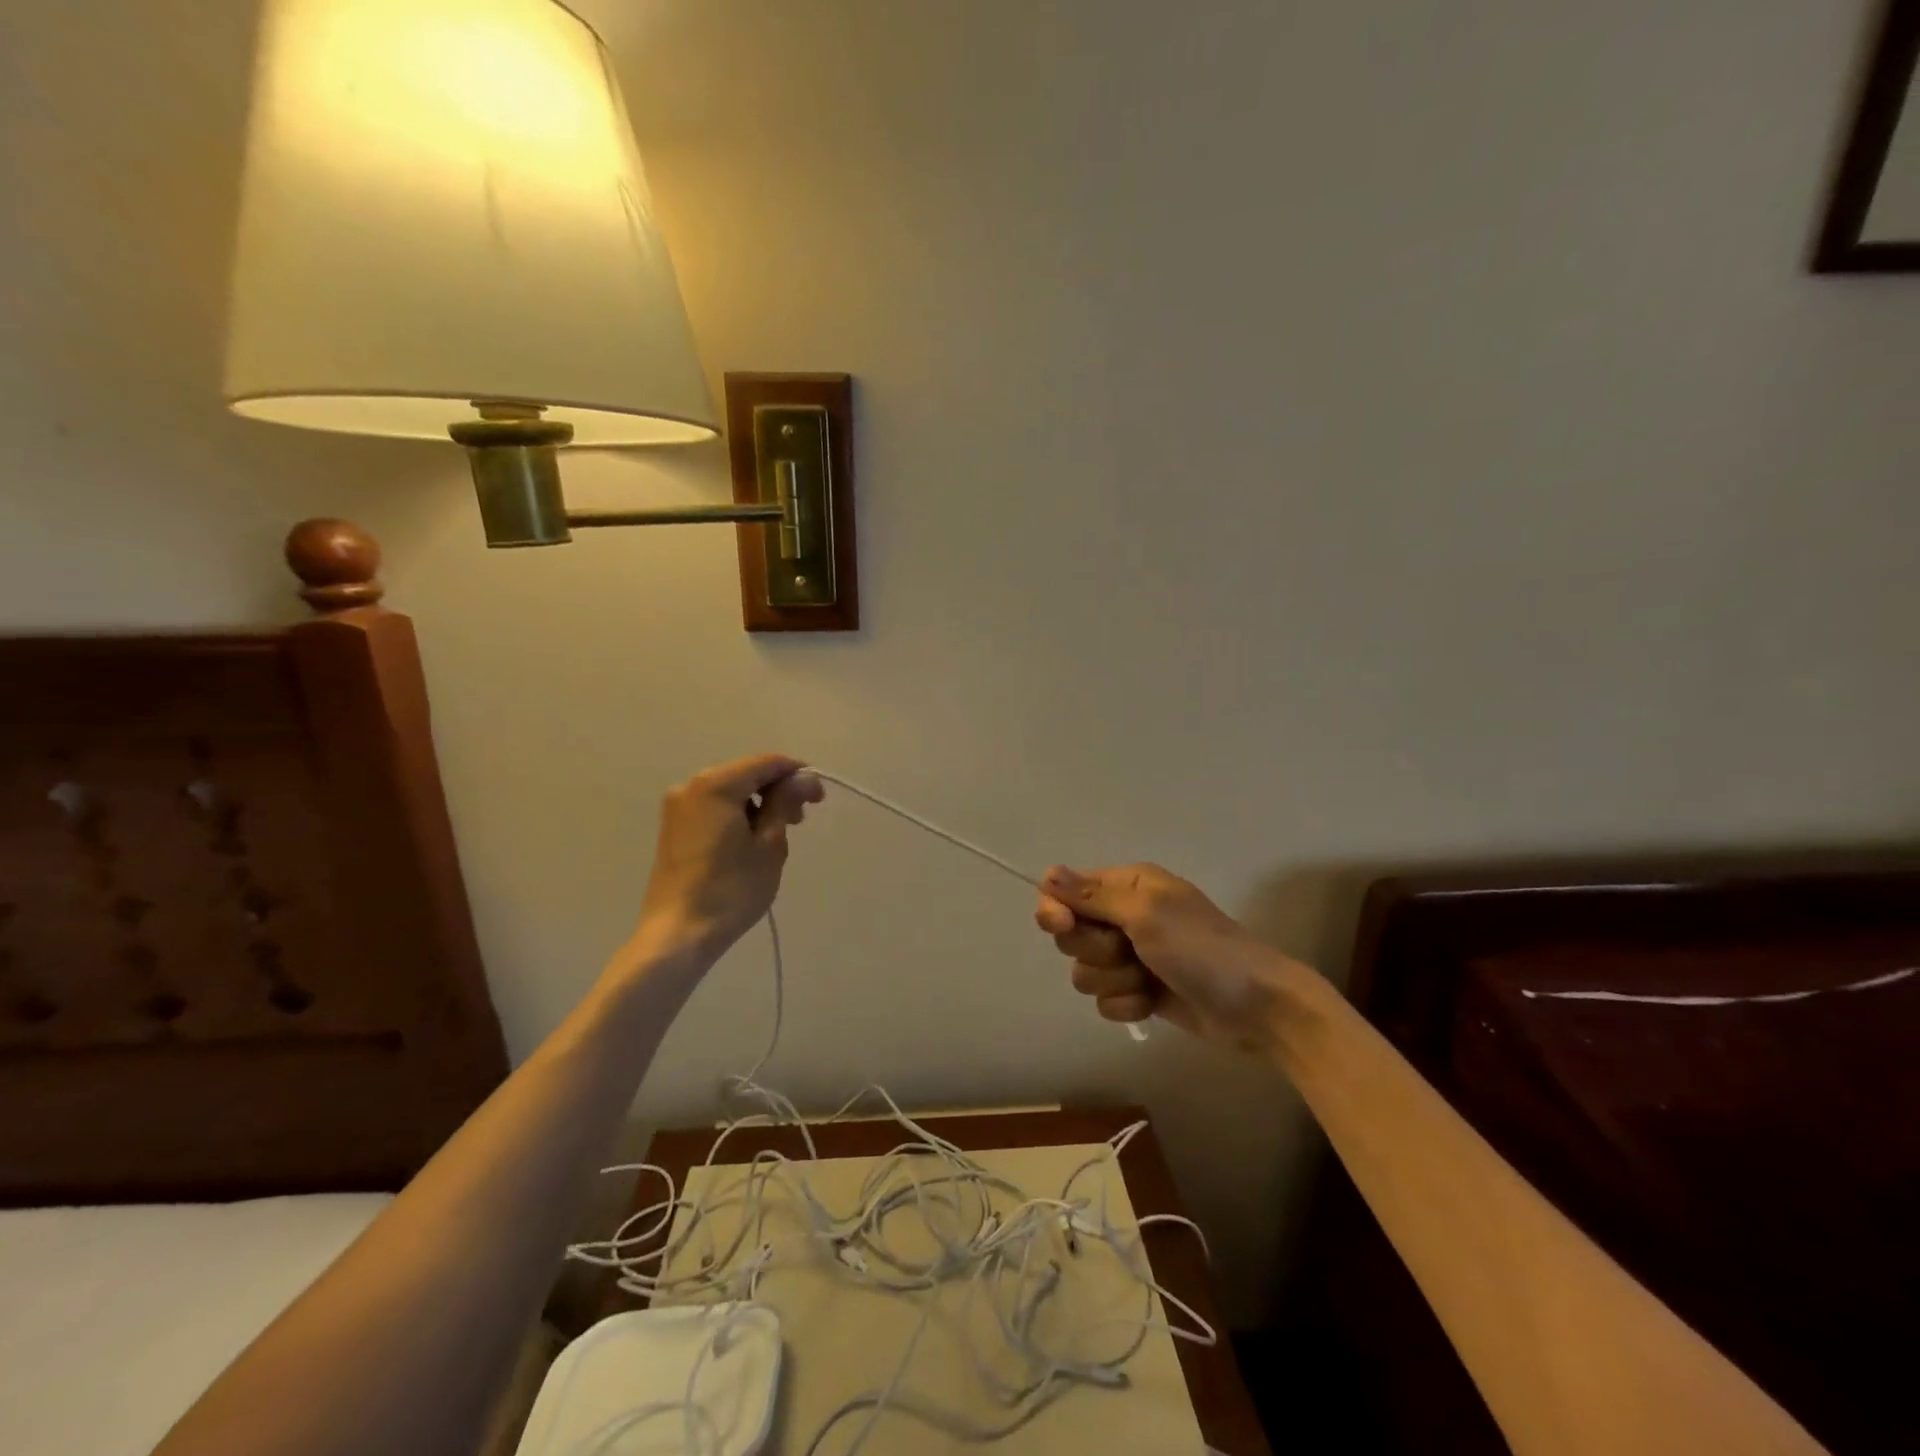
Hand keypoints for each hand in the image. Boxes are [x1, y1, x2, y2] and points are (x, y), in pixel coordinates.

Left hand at [630, 754, 823, 963]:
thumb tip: (803, 777)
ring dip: (759, 803)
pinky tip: (752, 840)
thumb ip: (785, 803)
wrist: (678, 934)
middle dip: (778, 790)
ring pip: (731, 791)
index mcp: (716, 785)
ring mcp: (679, 807)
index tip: (819, 798)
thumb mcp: (769, 844)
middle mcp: (691, 786)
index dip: (797, 774)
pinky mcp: (674, 827)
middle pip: (747, 774)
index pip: (767, 763)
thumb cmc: (730, 889)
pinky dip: (739, 814)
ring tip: (778, 834)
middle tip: (801, 820)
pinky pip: (715, 807)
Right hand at [1035, 864, 1293, 1052]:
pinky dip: (1127, 1005)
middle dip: (1095, 950)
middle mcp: (1124, 916)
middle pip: (1071, 934)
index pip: (1065, 891)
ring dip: (1114, 981)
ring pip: (1085, 971)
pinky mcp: (1138, 991)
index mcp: (1127, 885)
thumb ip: (1093, 896)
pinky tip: (1153, 1003)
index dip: (1057, 909)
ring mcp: (1132, 956)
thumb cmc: (1201, 949)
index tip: (1063, 925)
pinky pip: (1105, 1000)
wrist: (1255, 1006)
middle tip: (1129, 951)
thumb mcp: (1146, 914)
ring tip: (1148, 980)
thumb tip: (1048, 873)